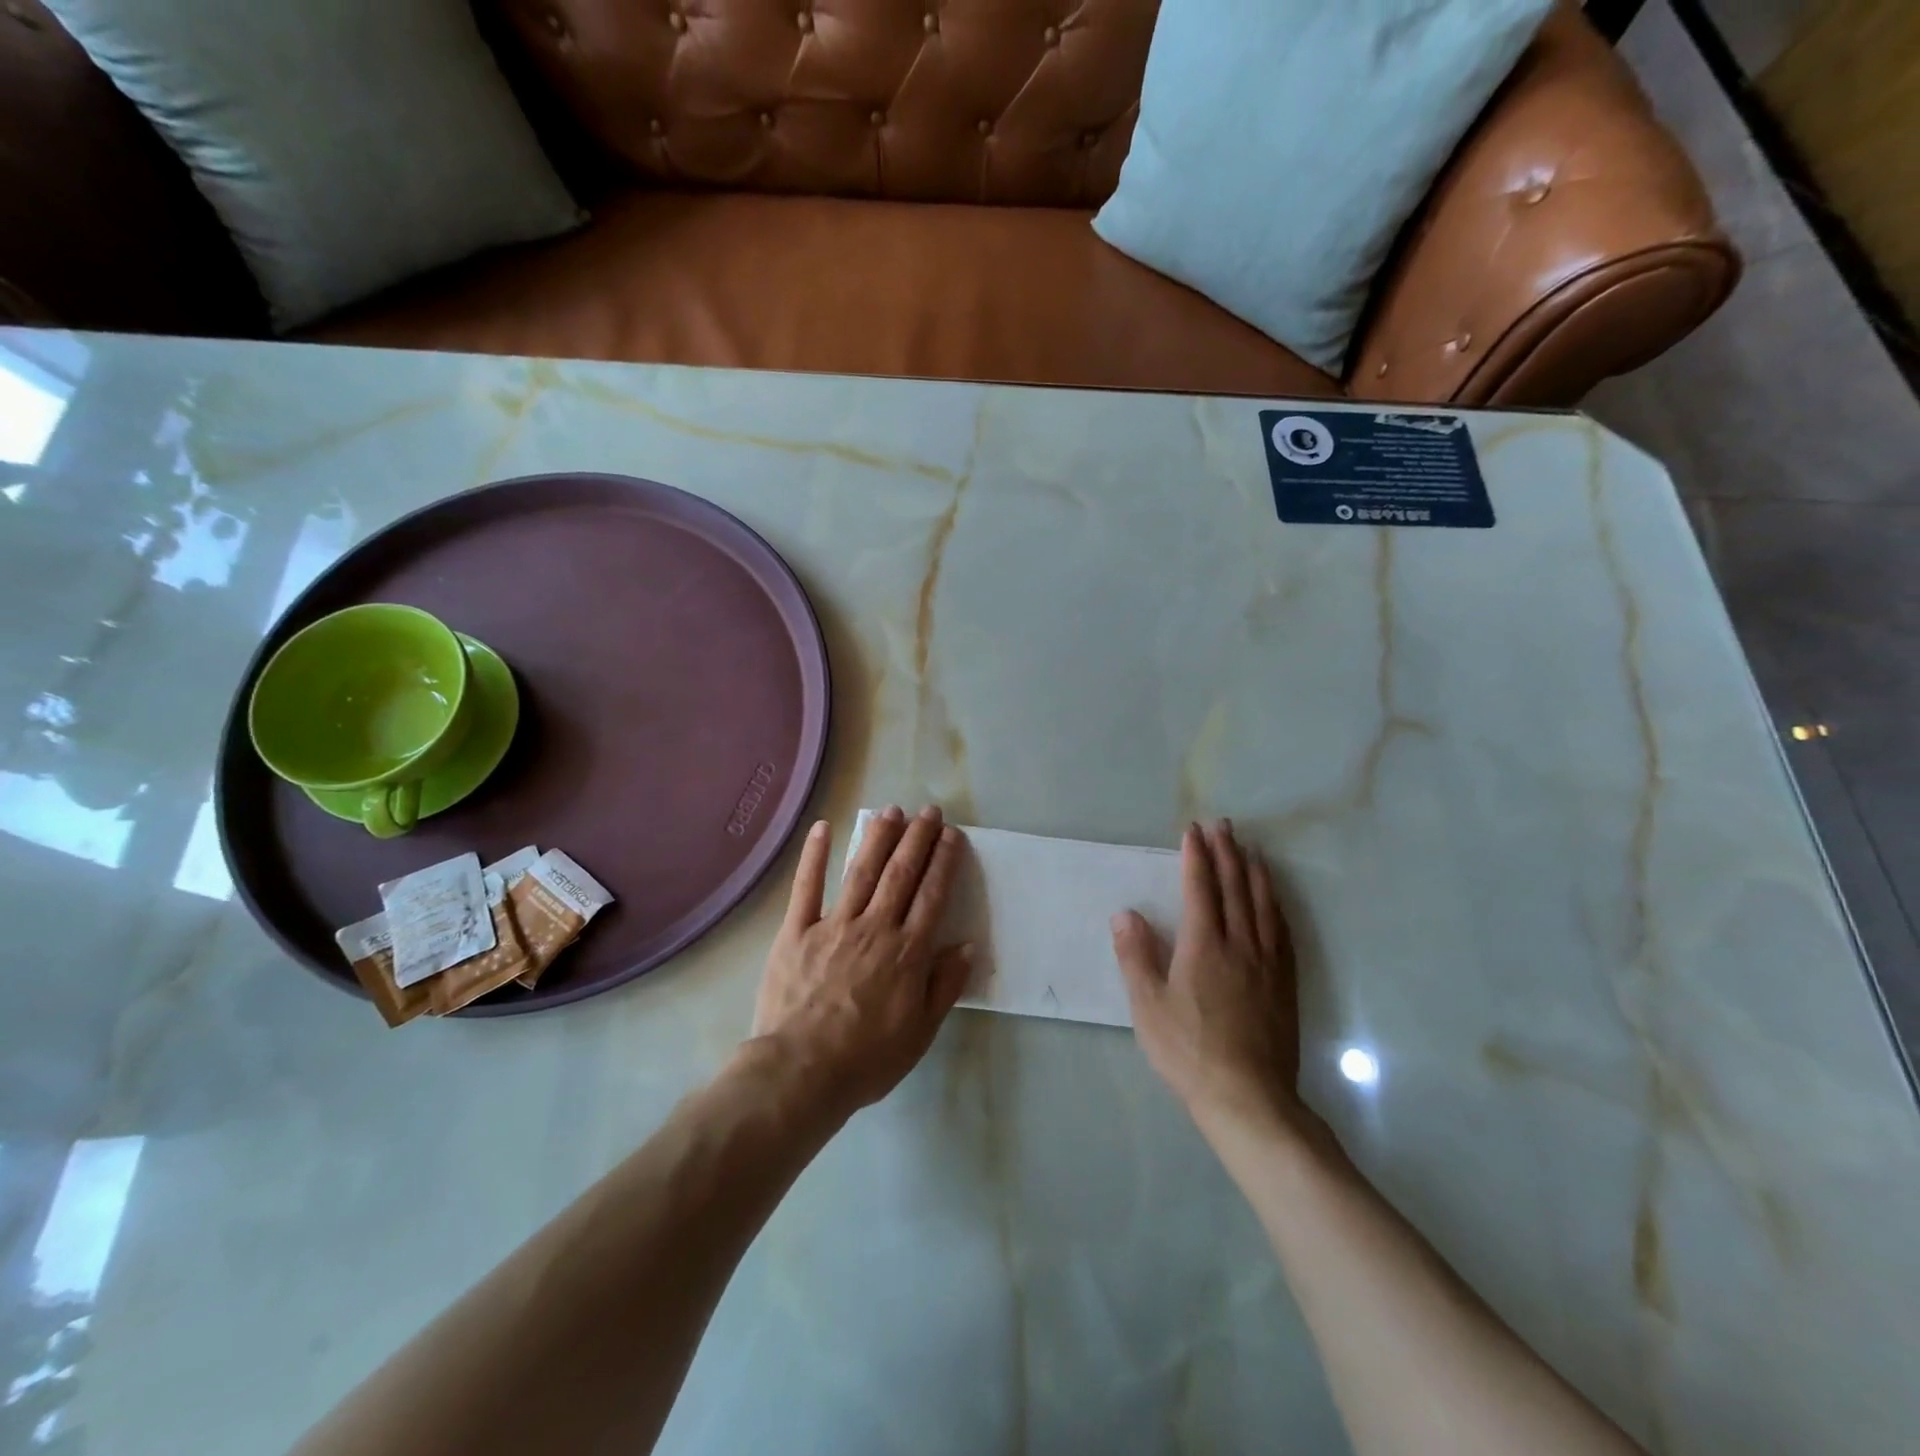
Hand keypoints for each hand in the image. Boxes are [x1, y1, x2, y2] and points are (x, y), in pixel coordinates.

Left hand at [750, 806, 973, 1116]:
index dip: (943, 862)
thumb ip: (944, 985)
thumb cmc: (866, 1058)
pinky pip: (806, 887)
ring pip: (861, 872)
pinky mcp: (796, 931)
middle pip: (901, 874)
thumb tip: (966, 945)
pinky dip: (815, 856)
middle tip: (929, 811)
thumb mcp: (920, 1032)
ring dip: (878, 838)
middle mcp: (875, 928)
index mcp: (907, 952)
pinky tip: (823, 828)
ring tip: (892, 810)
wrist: (801, 1072)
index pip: (931, 895)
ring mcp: (834, 926)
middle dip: (917, 839)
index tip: (952, 835)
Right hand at [1111, 820, 1304, 1129]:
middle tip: (1224, 825)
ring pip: (1263, 905)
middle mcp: (1239, 945)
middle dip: (1227, 853)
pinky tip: (1276, 902)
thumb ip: (1136, 956)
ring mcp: (1267, 963)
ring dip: (1255, 873)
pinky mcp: (1285, 984)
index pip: (1200, 889)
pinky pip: (1283, 932)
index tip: (1194, 830)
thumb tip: (1125, 913)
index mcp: (1203, 946)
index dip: (1196, 857)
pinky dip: (1277, 907)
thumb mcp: (1148, 1006)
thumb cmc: (1188, 1050)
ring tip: (1251, 850)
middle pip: (1235, 888)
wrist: (1248, 1097)